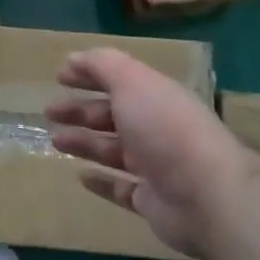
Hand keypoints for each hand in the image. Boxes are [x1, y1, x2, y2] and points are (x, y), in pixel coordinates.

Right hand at [44, 48, 253, 258]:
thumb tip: (74, 57)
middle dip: (80, 110)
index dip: (89, 75)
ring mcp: (155, 167)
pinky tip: (80, 177)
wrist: (209, 196)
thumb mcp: (132, 82)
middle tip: (50, 112)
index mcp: (154, 98)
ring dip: (83, 142)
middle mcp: (156, 129)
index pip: (118, 80)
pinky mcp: (152, 202)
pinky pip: (121, 189)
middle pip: (111, 115)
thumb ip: (103, 65)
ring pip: (111, 150)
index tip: (59, 77)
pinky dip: (101, 182)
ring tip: (55, 140)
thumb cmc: (166, 129)